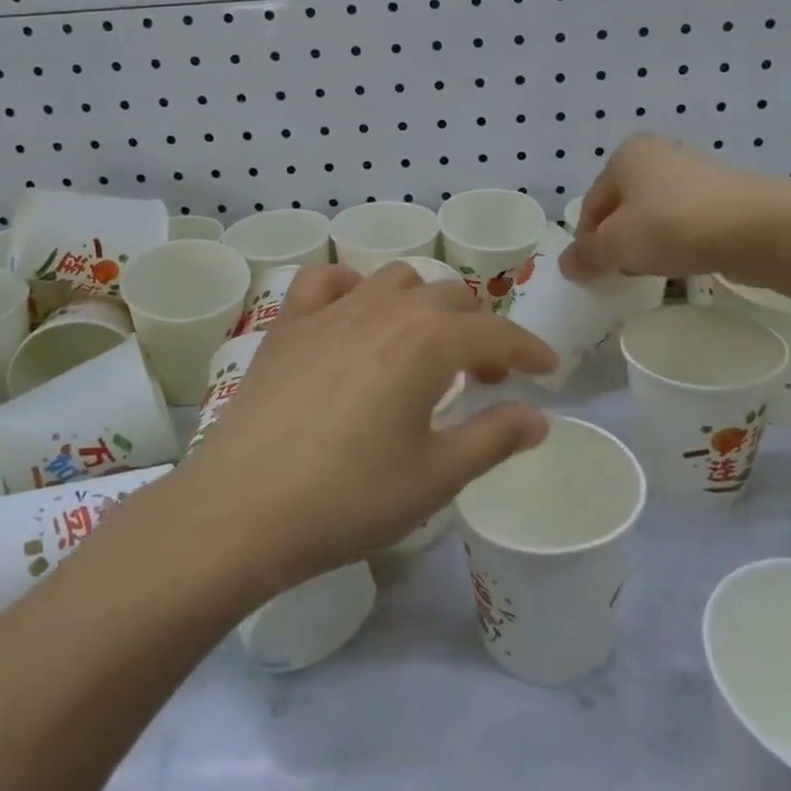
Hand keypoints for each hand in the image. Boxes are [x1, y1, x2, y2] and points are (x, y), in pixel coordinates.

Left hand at [179, 264, 556, 586]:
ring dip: (423, 304)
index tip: (547, 370)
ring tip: (423, 347)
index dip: (529, 350)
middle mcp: (385, 309)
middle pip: (451, 299)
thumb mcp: (437, 476)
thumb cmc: (350, 498)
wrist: (243, 510)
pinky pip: (326, 281)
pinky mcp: (288, 323)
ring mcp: (331, 310)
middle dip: (479, 331)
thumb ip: (495, 438)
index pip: (497, 334)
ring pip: (395, 280)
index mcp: (429, 341)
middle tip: (484, 377)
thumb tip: (537, 417)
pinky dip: (352, 287)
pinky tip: (353, 317)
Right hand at [561, 134, 790, 284]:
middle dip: (617, 241)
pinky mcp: (724, 197)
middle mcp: (658, 155)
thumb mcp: (617, 245)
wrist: (759, 228)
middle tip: (618, 273)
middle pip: (622, 208)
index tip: (591, 273)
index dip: (586, 241)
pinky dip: (678, 242)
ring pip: (655, 215)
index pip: (591, 204)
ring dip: (647, 244)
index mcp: (625, 156)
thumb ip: (587, 255)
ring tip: (652, 272)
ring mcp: (695, 173)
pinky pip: (686, 223)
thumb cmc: (673, 226)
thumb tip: (567, 265)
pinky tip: (684, 264)